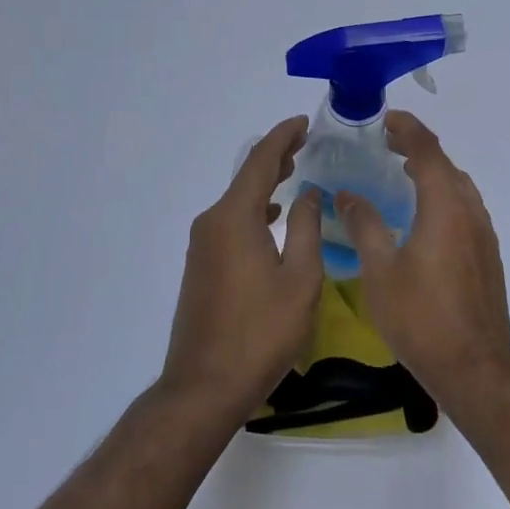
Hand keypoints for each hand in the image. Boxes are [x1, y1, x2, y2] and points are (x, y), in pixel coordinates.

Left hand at [161, 115, 324, 423]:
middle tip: (304, 142)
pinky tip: (271, 217)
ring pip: (236, 200)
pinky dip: (253, 209)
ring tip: (293, 172)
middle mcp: (211, 223)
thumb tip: (309, 192)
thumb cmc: (261, 332)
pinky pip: (229, 222)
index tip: (303, 123)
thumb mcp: (300, 279)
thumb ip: (306, 227)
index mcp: (235, 218)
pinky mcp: (200, 266)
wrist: (205, 385)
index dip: (283, 138)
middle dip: (274, 156)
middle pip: (245, 177)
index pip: (259, 162)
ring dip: (264, 183)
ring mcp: (201, 246)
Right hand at [336, 111, 509, 404]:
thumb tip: (347, 195)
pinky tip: (424, 216)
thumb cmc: (421, 318)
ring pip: (459, 187)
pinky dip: (443, 195)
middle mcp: (470, 212)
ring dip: (433, 171)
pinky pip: (465, 208)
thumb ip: (364, 226)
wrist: (474, 367)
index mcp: (445, 207)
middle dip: (417, 148)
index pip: (427, 151)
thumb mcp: (380, 271)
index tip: (385, 119)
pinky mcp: (487, 255)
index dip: (407, 129)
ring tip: (403, 173)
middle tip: (386, 144)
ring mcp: (484, 234)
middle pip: (446, 165)